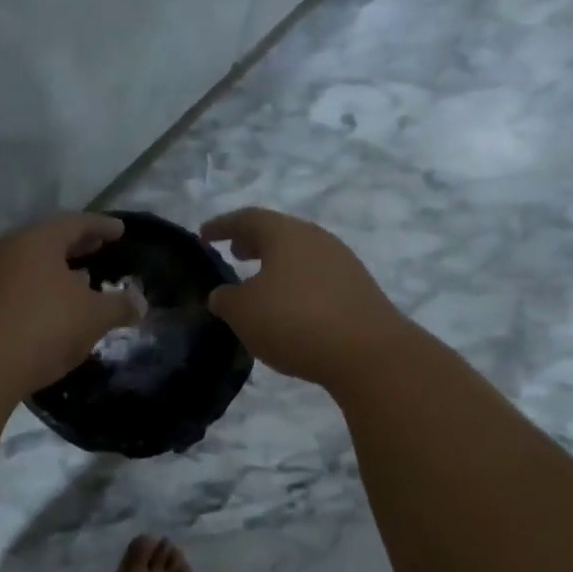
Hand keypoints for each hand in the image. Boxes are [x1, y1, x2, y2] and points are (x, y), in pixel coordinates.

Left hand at [0, 213, 139, 397]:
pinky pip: (17, 291)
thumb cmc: (43, 327)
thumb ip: (119, 306)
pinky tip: (54, 314)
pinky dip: (39, 295)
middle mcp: (8, 251)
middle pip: (48, 243)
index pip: (75, 223)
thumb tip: (140, 302)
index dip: (101, 226)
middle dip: (76, 248)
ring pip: (30, 268)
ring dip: (57, 274)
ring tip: (81, 284)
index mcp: (37, 241)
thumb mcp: (93, 317)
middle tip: (99, 250)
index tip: (120, 231)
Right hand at [201, 208, 411, 389]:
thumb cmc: (294, 321)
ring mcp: (342, 263)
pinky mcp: (358, 289)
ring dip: (276, 264)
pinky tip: (289, 307)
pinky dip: (296, 283)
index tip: (204, 235)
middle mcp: (316, 239)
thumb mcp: (244, 312)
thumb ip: (226, 299)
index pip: (247, 219)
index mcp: (285, 234)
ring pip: (300, 255)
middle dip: (253, 242)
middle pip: (278, 233)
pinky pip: (316, 277)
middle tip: (234, 253)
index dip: (222, 226)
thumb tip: (224, 294)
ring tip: (259, 282)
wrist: (368, 353)